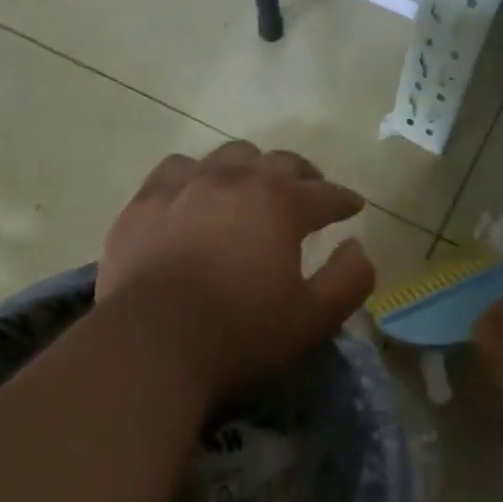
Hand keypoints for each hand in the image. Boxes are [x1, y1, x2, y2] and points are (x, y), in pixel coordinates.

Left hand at [96, 141, 376, 396]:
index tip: (353, 207)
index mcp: (280, 204)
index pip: (325, 193)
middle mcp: (235, 180)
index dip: (344, 200)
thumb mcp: (313, 318)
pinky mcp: (145, 202)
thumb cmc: (240, 333)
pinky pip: (179, 169)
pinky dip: (199, 175)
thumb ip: (349, 279)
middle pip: (279, 162)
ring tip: (254, 188)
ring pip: (228, 156)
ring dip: (251, 168)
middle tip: (310, 194)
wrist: (151, 345)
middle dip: (302, 176)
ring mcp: (185, 185)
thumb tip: (357, 247)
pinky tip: (197, 194)